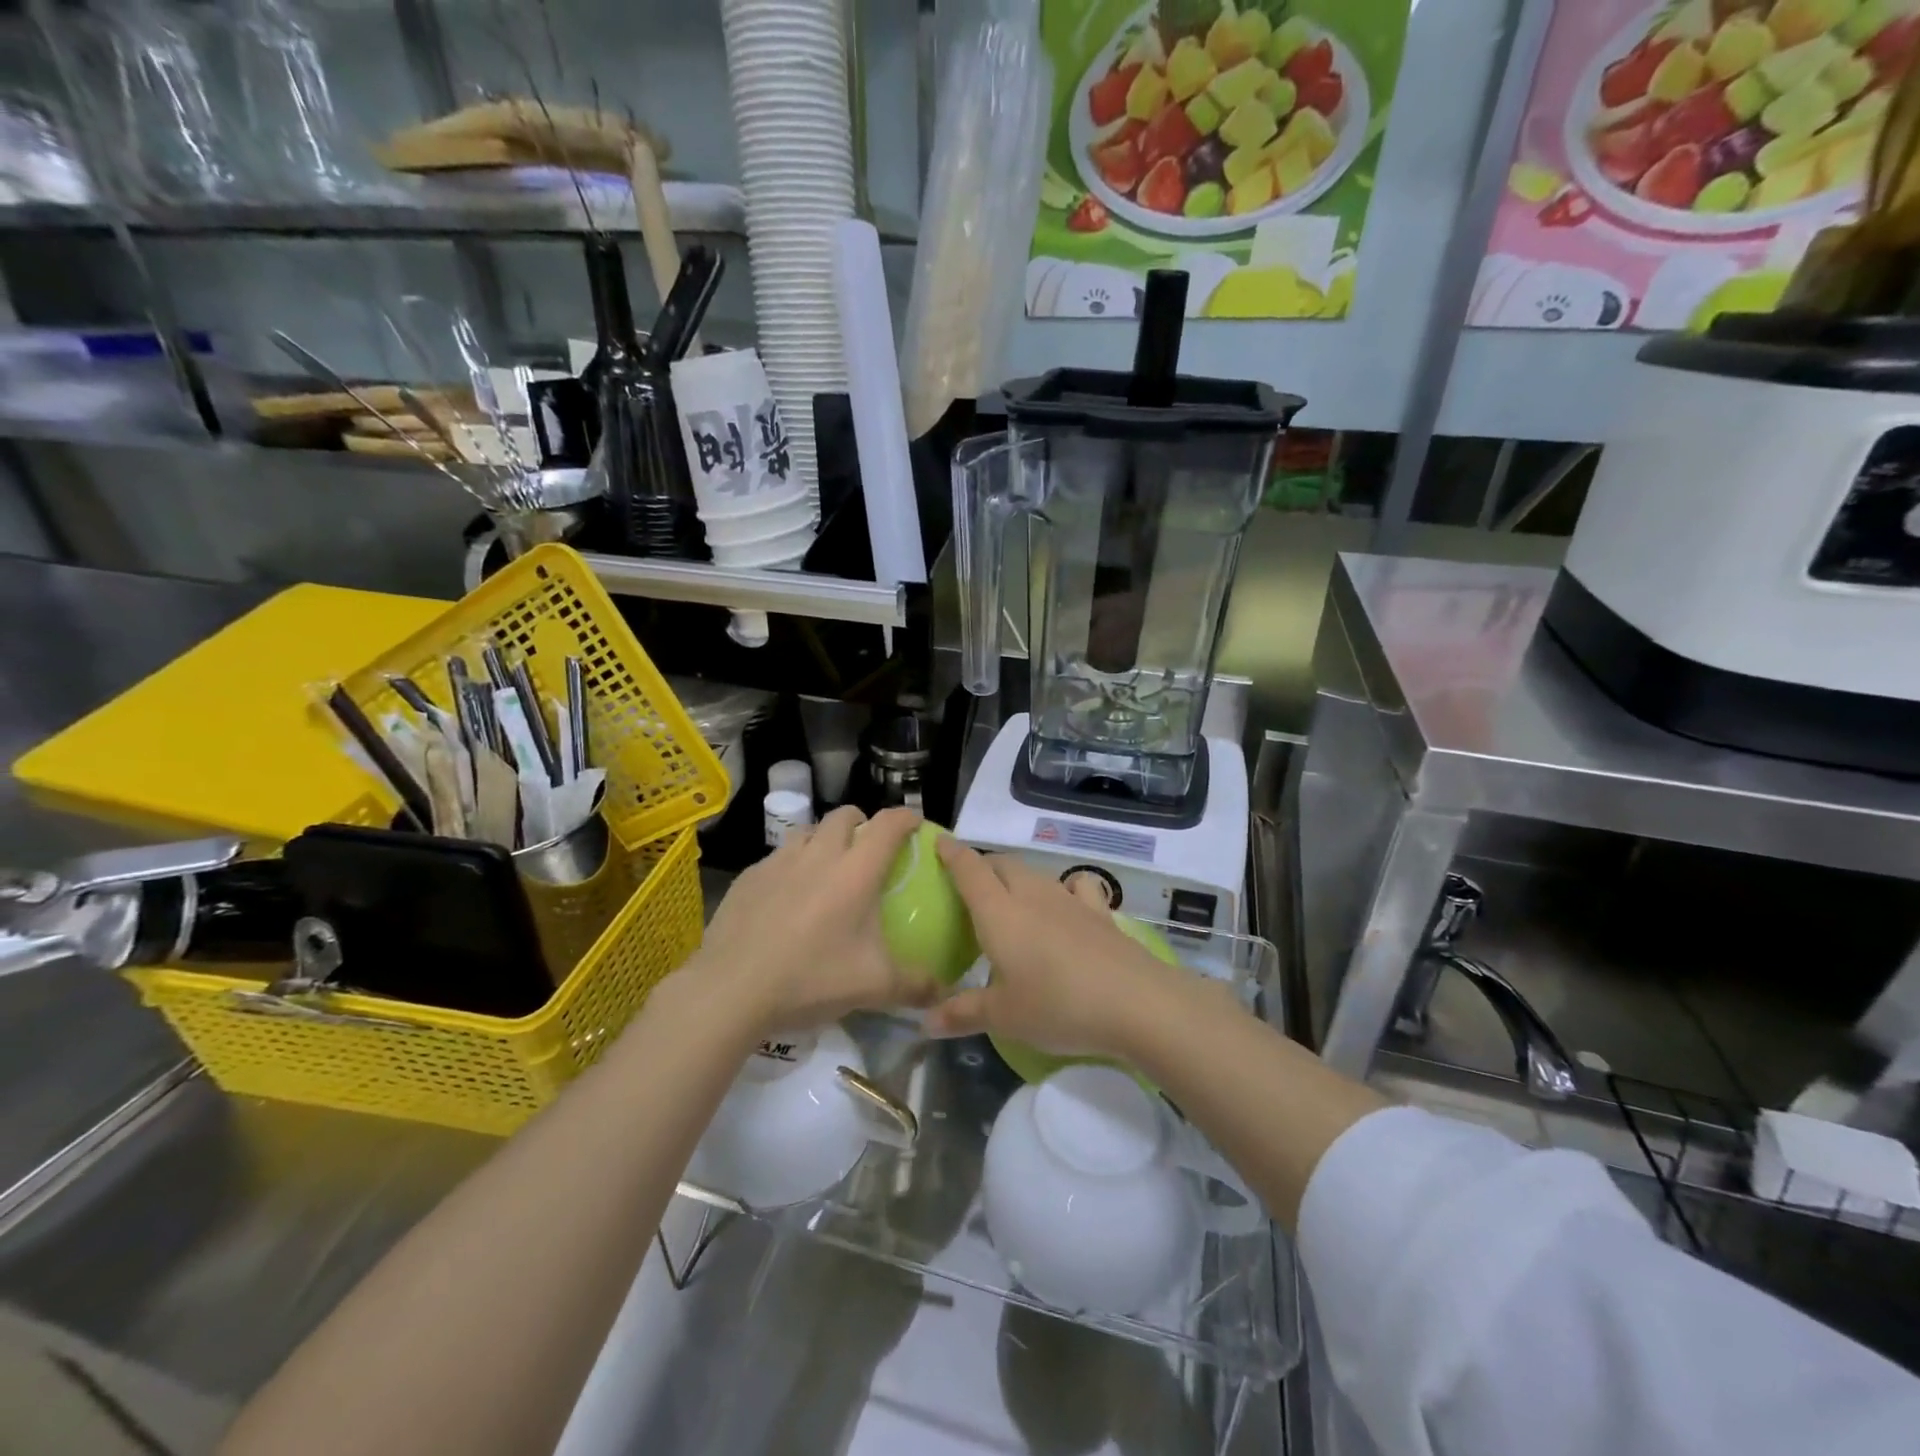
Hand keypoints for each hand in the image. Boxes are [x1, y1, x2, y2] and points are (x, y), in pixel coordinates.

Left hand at [695, 805, 936, 1036]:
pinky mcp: (749, 877)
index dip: (906, 818)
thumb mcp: (873, 987)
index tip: (915, 825)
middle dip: (861, 823)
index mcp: (856, 871)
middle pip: (844, 816)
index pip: (888, 825)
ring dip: (823, 840)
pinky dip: (791, 866)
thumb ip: (915, 985)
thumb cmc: (811, 978)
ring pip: (807, 831)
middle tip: (868, 849)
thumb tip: (944, 992)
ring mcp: (778, 862)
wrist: (731, 990)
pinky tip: (786, 898)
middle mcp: (819, 854)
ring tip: (826, 869)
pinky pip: (777, 857)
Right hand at [922, 840, 1177, 1059]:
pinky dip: (1065, 888)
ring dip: (1018, 877)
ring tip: (1012, 899)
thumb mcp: (1003, 1017)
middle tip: (971, 886)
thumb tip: (925, 1021)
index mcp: (999, 913)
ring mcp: (1070, 900)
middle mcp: (1032, 895)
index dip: (952, 853)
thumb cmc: (1057, 1005)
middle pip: (1003, 864)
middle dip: (984, 866)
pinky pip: (1076, 886)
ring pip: (1036, 873)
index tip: (940, 841)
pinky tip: (1067, 906)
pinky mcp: (1100, 913)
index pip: (970, 870)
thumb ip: (963, 1013)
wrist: (1135, 1002)